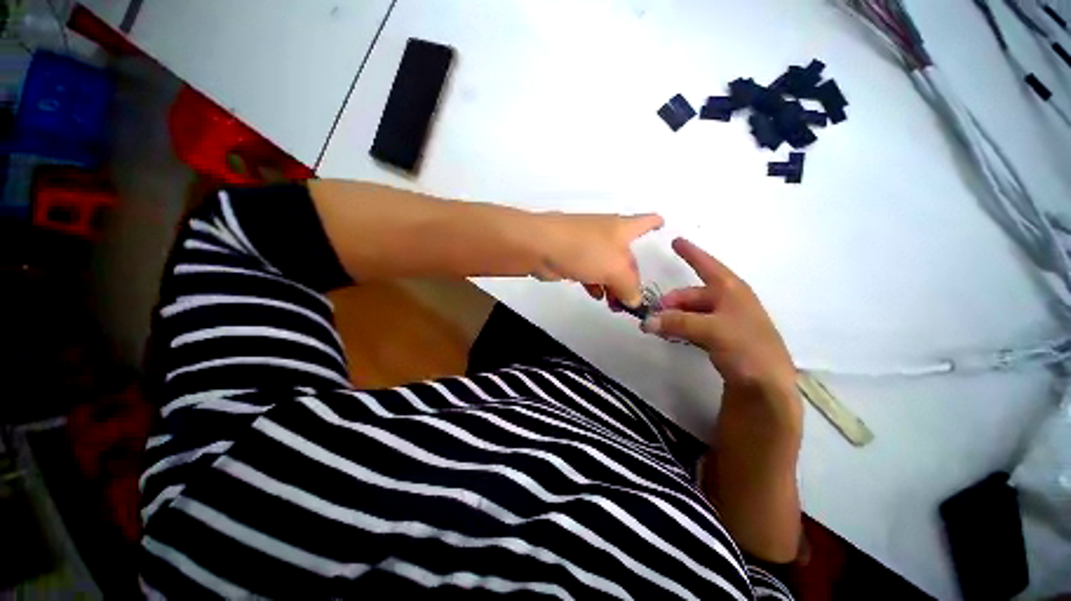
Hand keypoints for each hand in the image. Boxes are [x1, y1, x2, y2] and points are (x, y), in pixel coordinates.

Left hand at [533, 212, 663, 307]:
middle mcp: (607, 234)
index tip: (663, 226)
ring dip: (612, 286)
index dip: (656, 223)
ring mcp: (587, 245)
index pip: (645, 221)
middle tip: (630, 300)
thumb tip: (634, 301)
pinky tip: (597, 296)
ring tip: (614, 305)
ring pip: (607, 267)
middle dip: (631, 278)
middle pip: (626, 256)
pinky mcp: (572, 257)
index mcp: (623, 228)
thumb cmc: (584, 250)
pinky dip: (596, 284)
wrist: (540, 246)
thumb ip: (630, 287)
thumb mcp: (616, 269)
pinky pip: (590, 272)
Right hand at [641, 238, 795, 396]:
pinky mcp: (722, 338)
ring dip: (673, 317)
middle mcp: (728, 301)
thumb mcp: (711, 330)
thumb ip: (677, 323)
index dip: (691, 253)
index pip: (707, 265)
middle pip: (691, 294)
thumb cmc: (746, 347)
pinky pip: (694, 326)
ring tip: (656, 327)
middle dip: (670, 302)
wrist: (768, 385)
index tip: (675, 240)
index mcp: (731, 290)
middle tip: (652, 316)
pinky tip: (669, 335)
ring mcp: (725, 320)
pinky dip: (680, 328)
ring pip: (691, 311)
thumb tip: (646, 322)